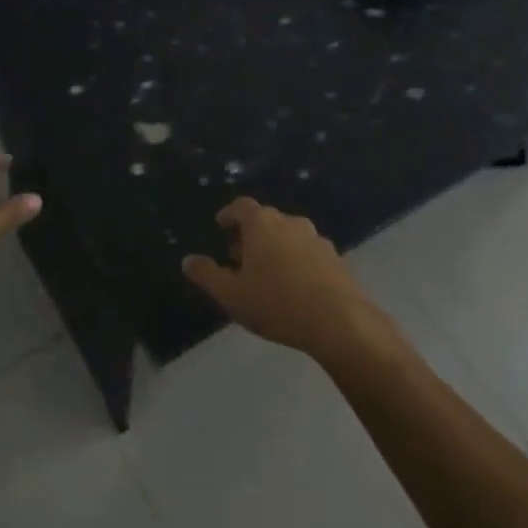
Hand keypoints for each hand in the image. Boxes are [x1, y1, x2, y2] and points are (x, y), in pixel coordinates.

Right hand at [182, 197, 381, 360]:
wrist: (339, 321)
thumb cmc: (277, 303)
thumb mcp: (232, 295)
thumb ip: (207, 275)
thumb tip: (188, 260)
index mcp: (262, 224)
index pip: (241, 206)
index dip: (229, 214)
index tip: (221, 225)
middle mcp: (290, 222)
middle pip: (265, 219)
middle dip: (249, 233)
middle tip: (238, 256)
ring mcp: (316, 238)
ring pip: (287, 234)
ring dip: (273, 246)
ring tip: (265, 273)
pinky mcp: (335, 257)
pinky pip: (307, 250)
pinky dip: (295, 259)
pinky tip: (292, 285)